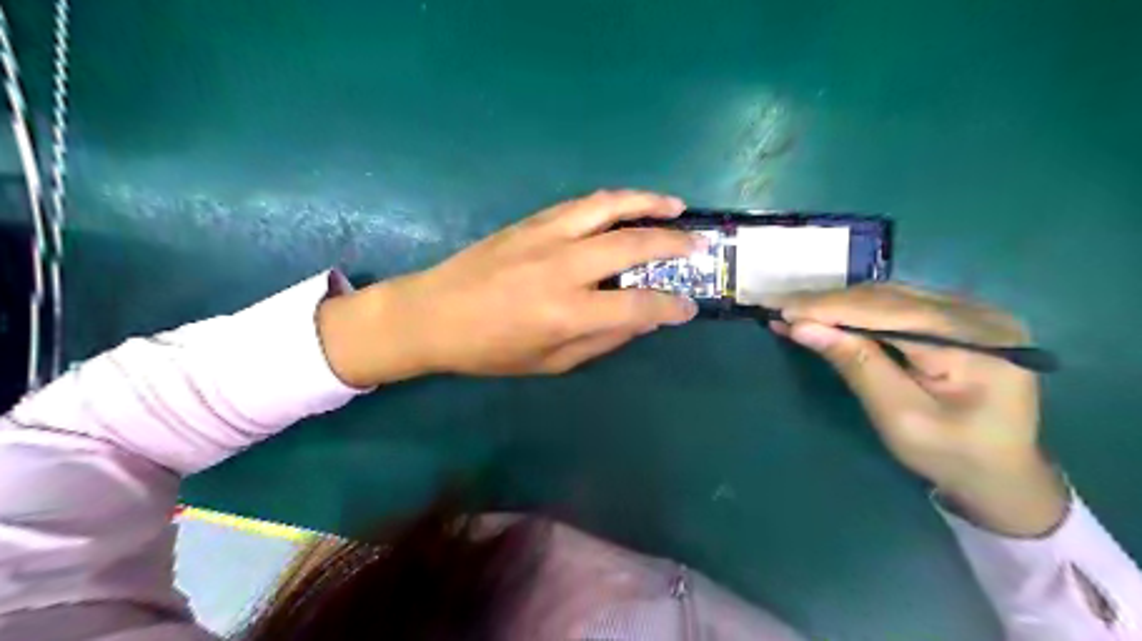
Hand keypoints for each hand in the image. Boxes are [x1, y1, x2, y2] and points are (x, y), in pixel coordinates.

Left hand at [316, 189, 701, 386]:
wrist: (431, 313)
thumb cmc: (489, 349)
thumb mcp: (550, 362)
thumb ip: (602, 339)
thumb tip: (644, 320)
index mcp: (567, 313)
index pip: (638, 307)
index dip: (671, 307)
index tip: (690, 308)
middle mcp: (563, 267)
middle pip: (633, 245)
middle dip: (675, 244)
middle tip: (699, 246)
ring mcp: (546, 236)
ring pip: (609, 207)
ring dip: (648, 203)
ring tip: (676, 206)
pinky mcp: (532, 221)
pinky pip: (582, 204)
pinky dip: (614, 201)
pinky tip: (629, 206)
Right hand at [766, 283, 1071, 535]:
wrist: (1003, 474)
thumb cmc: (952, 456)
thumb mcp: (900, 417)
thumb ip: (856, 365)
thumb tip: (802, 327)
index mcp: (976, 342)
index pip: (888, 312)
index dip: (830, 308)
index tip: (781, 309)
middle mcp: (979, 314)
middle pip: (889, 297)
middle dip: (828, 303)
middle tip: (778, 307)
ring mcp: (972, 312)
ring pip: (890, 296)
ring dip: (839, 304)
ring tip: (795, 310)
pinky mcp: (958, 318)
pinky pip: (898, 305)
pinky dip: (857, 310)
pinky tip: (828, 314)